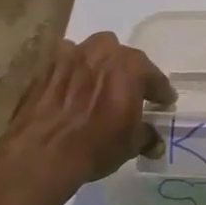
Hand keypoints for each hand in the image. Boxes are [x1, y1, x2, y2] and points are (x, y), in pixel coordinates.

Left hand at [0, 32, 174, 196]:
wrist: (41, 154)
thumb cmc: (96, 146)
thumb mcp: (130, 145)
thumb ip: (146, 136)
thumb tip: (155, 143)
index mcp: (132, 66)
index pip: (155, 77)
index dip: (160, 92)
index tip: (163, 103)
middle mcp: (104, 51)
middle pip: (123, 56)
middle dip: (128, 71)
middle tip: (128, 92)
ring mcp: (72, 54)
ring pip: (93, 51)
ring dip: (99, 63)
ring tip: (97, 84)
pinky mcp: (46, 65)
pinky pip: (65, 61)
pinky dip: (71, 71)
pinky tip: (69, 87)